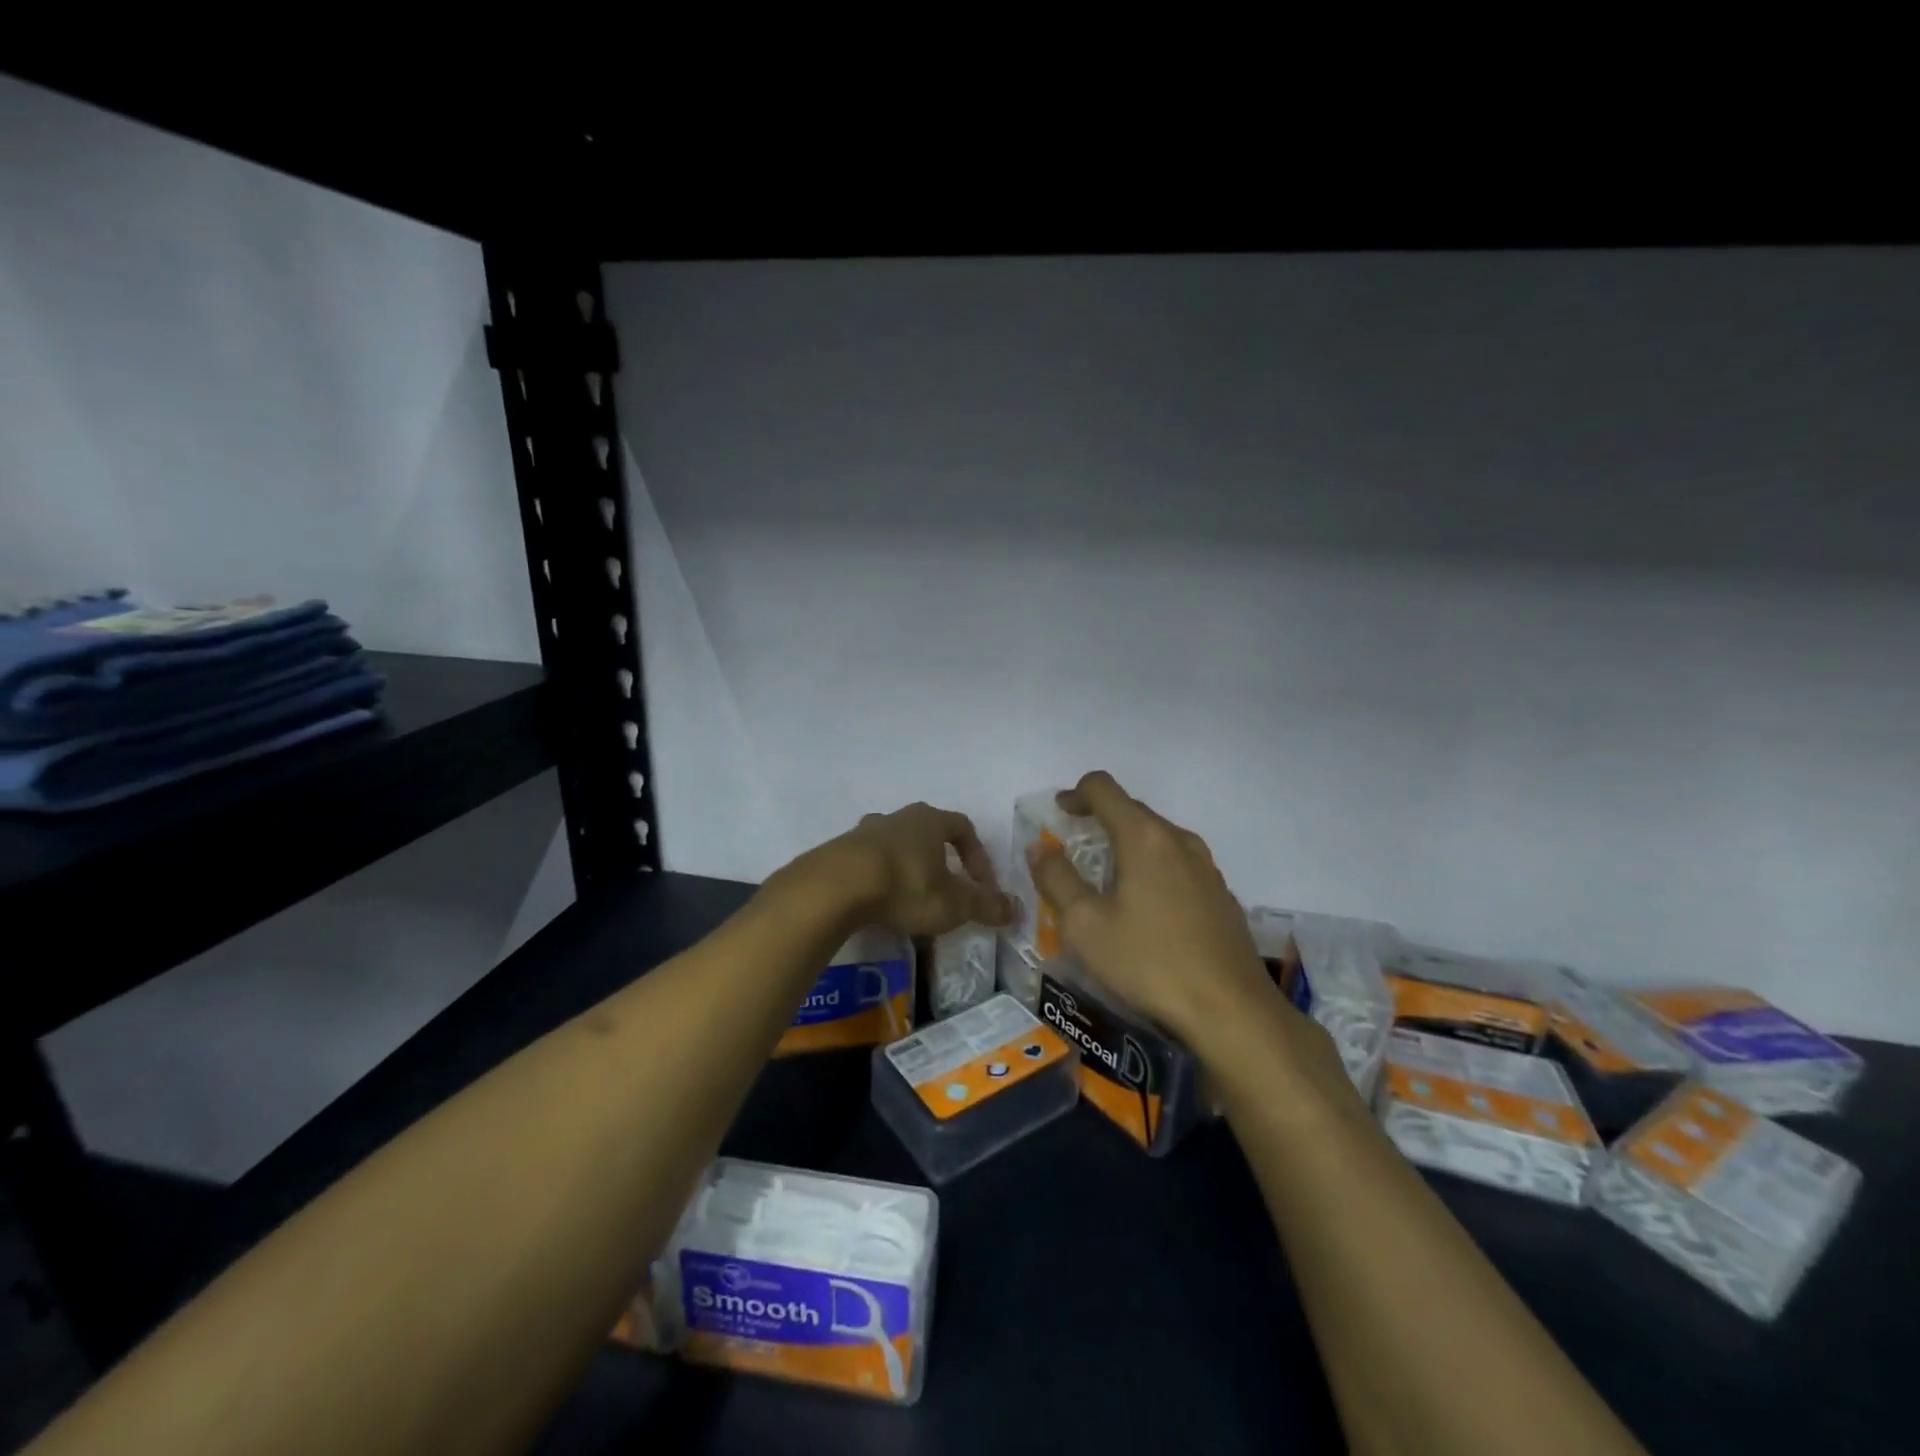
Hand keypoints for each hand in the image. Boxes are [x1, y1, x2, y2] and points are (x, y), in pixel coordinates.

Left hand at [821, 801, 1014, 938]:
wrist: (836, 886)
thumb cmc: (905, 886)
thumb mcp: (953, 904)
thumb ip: (985, 906)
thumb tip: (1016, 908)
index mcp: (929, 820)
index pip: (963, 827)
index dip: (977, 855)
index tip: (981, 884)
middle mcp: (897, 817)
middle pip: (926, 833)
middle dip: (940, 860)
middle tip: (946, 889)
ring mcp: (863, 832)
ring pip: (894, 845)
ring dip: (907, 868)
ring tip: (910, 900)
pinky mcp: (838, 851)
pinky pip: (867, 862)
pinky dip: (878, 879)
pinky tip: (878, 905)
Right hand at [1026, 771, 1282, 1051]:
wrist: (1231, 1009)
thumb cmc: (1149, 962)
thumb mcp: (1085, 925)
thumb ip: (1056, 879)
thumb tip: (1040, 847)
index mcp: (1143, 837)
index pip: (1103, 788)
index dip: (1075, 793)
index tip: (1059, 813)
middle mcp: (1178, 840)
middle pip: (1132, 810)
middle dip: (1100, 820)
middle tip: (1075, 851)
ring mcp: (1206, 866)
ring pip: (1158, 838)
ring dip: (1127, 845)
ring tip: (1108, 881)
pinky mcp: (1221, 893)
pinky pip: (1178, 864)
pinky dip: (1153, 869)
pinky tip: (1146, 910)